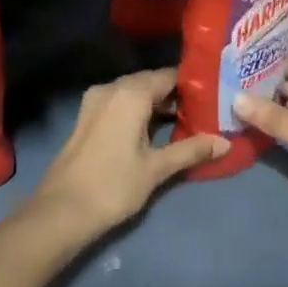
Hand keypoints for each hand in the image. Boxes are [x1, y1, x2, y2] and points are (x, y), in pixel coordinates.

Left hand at [28, 69, 228, 238]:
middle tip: (205, 111)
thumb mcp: (157, 168)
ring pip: (134, 93)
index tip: (215, 96)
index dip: (193, 85)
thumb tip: (226, 142)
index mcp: (131, 93)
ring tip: (186, 122)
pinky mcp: (87, 117)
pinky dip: (138, 111)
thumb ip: (191, 150)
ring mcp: (95, 101)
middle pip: (151, 82)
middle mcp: (112, 88)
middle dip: (176, 95)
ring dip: (157, 105)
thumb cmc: (113, 185)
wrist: (61, 211)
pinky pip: (119, 103)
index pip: (169, 76)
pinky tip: (155, 131)